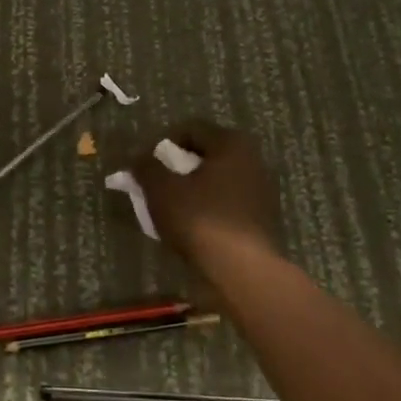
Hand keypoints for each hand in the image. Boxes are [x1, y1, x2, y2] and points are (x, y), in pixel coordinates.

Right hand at [129, 120, 280, 266]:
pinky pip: (227, 203)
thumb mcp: (161, 189)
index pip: (190, 129)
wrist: (242, 270)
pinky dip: (208, 207)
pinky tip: (193, 226)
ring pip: (217, 180)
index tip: (147, 165)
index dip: (163, 144)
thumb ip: (146, 167)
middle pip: (206, 155)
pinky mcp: (262, 219)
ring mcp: (262, 191)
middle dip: (178, 167)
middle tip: (156, 186)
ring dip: (193, 189)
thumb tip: (138, 158)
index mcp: (231, 144)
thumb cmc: (199, 218)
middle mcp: (253, 160)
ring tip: (171, 208)